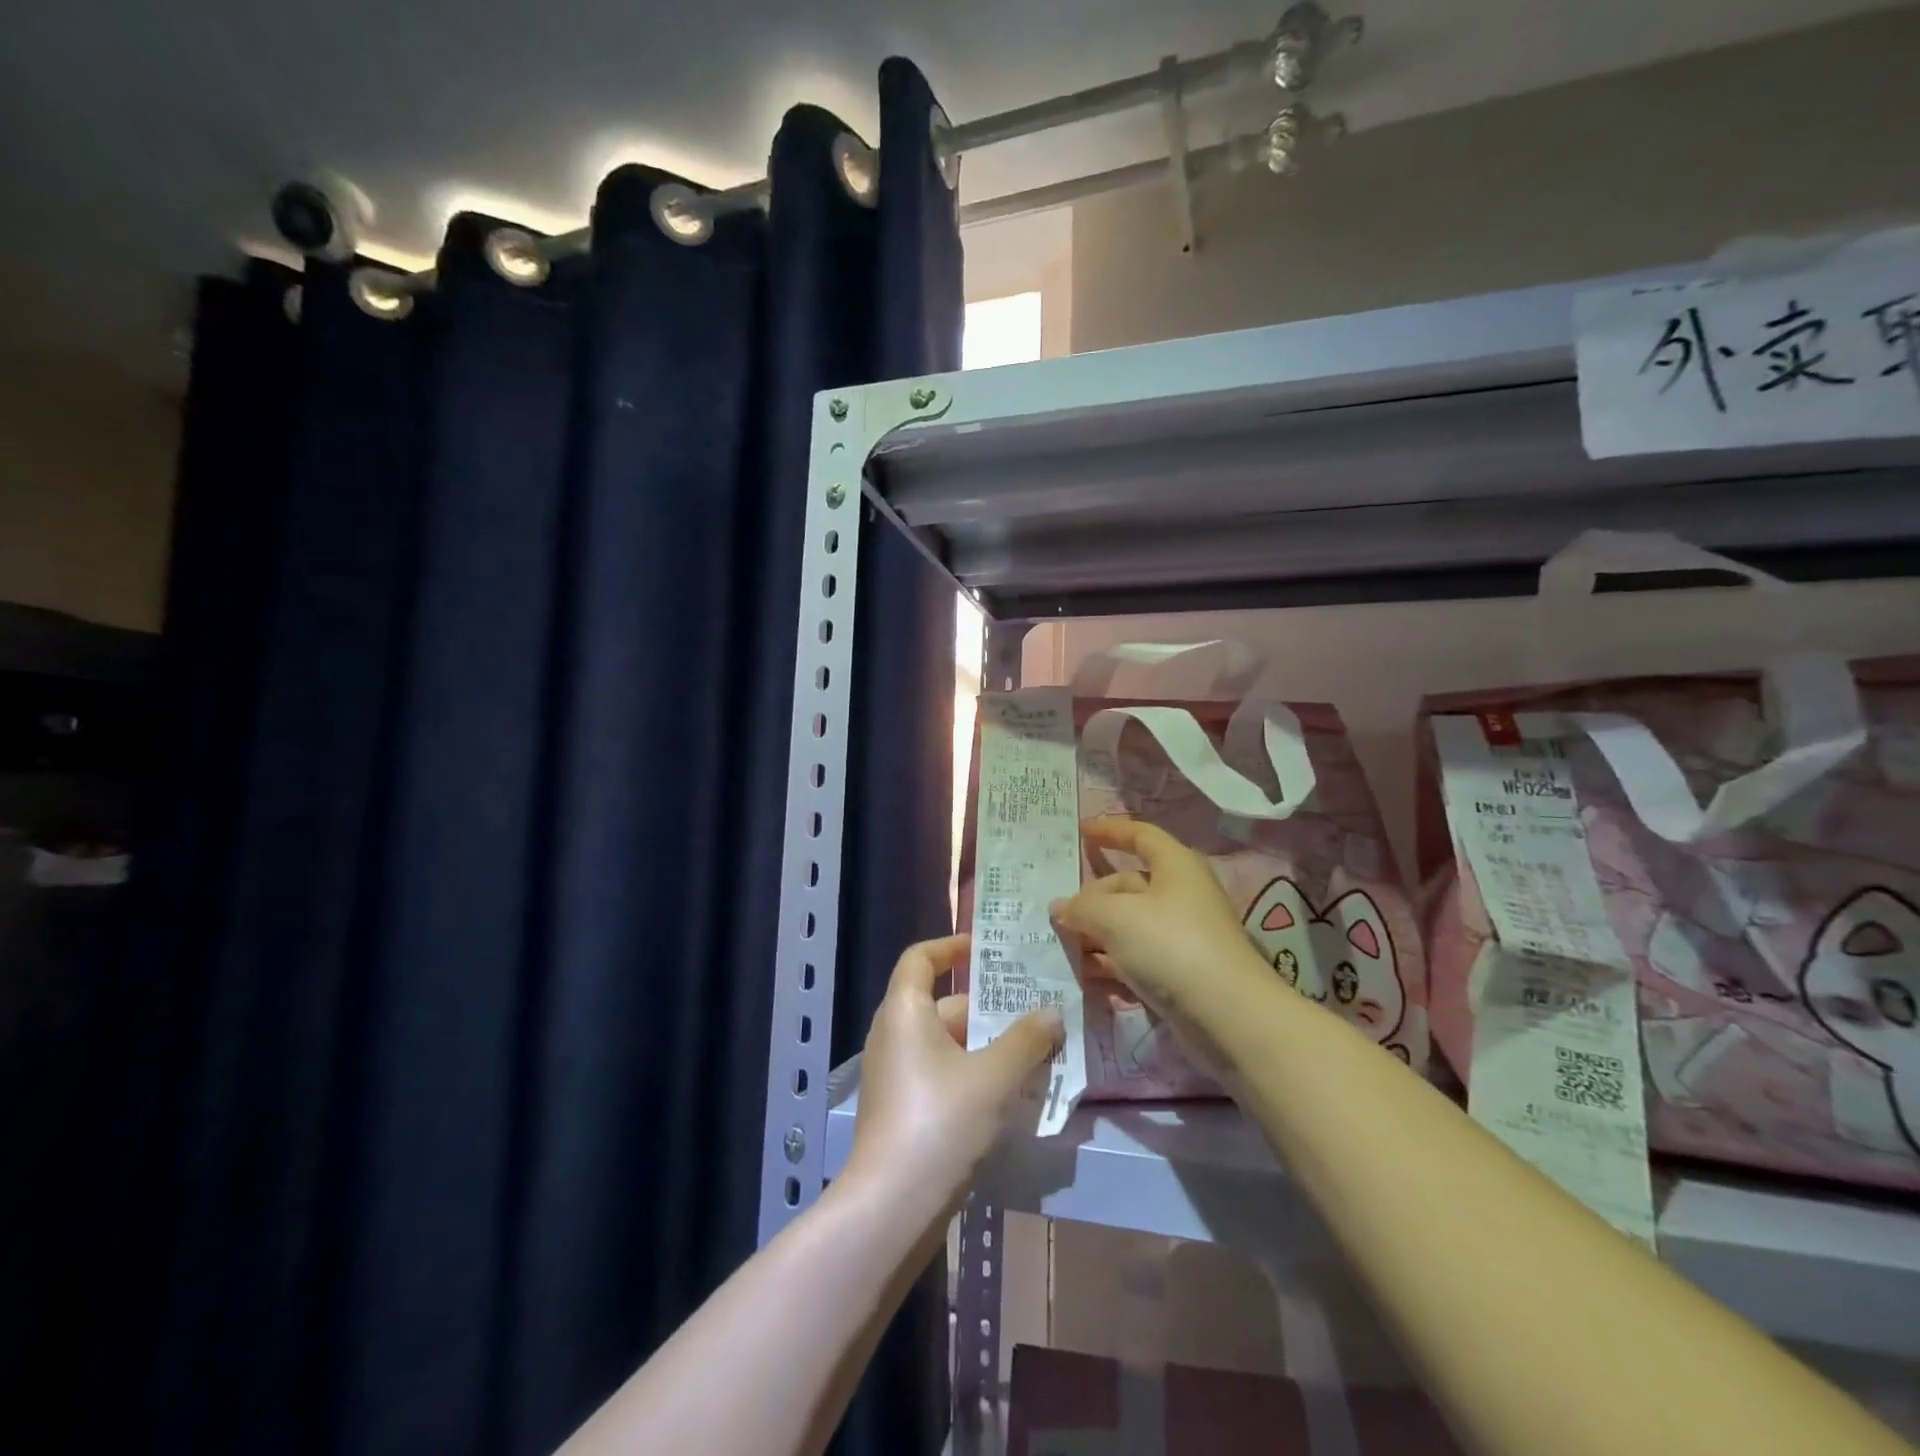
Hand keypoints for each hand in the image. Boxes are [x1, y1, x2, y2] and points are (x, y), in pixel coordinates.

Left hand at [843, 934, 1061, 1222]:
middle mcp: (893, 1034)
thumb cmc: (940, 1123)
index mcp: (905, 1011)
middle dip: (989, 1008)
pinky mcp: (901, 1109)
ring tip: (1036, 1052)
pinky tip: (1010, 1094)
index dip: (952, 946)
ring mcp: (894, 1075)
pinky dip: (973, 1073)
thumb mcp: (994, 1077)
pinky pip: (941, 1073)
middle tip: (1036, 1010)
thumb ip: (1027, 1039)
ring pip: (947, 1044)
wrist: (891, 1208)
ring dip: (988, 1045)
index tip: (988, 950)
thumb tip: (1052, 1013)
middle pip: (942, 1004)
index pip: (921, 957)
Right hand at [1050, 817, 1268, 1027]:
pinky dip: (1112, 960)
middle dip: (1092, 898)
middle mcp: (1181, 894)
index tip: (1080, 832)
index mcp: (1175, 866)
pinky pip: (1137, 955)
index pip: (1140, 835)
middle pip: (1127, 885)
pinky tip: (1086, 972)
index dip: (1110, 830)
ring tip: (1063, 946)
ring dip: (1097, 932)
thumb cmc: (1172, 946)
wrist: (1228, 1016)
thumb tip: (1059, 907)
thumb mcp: (1116, 918)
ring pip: (1129, 923)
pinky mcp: (1179, 970)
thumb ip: (1082, 908)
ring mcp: (1181, 934)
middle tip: (1059, 916)